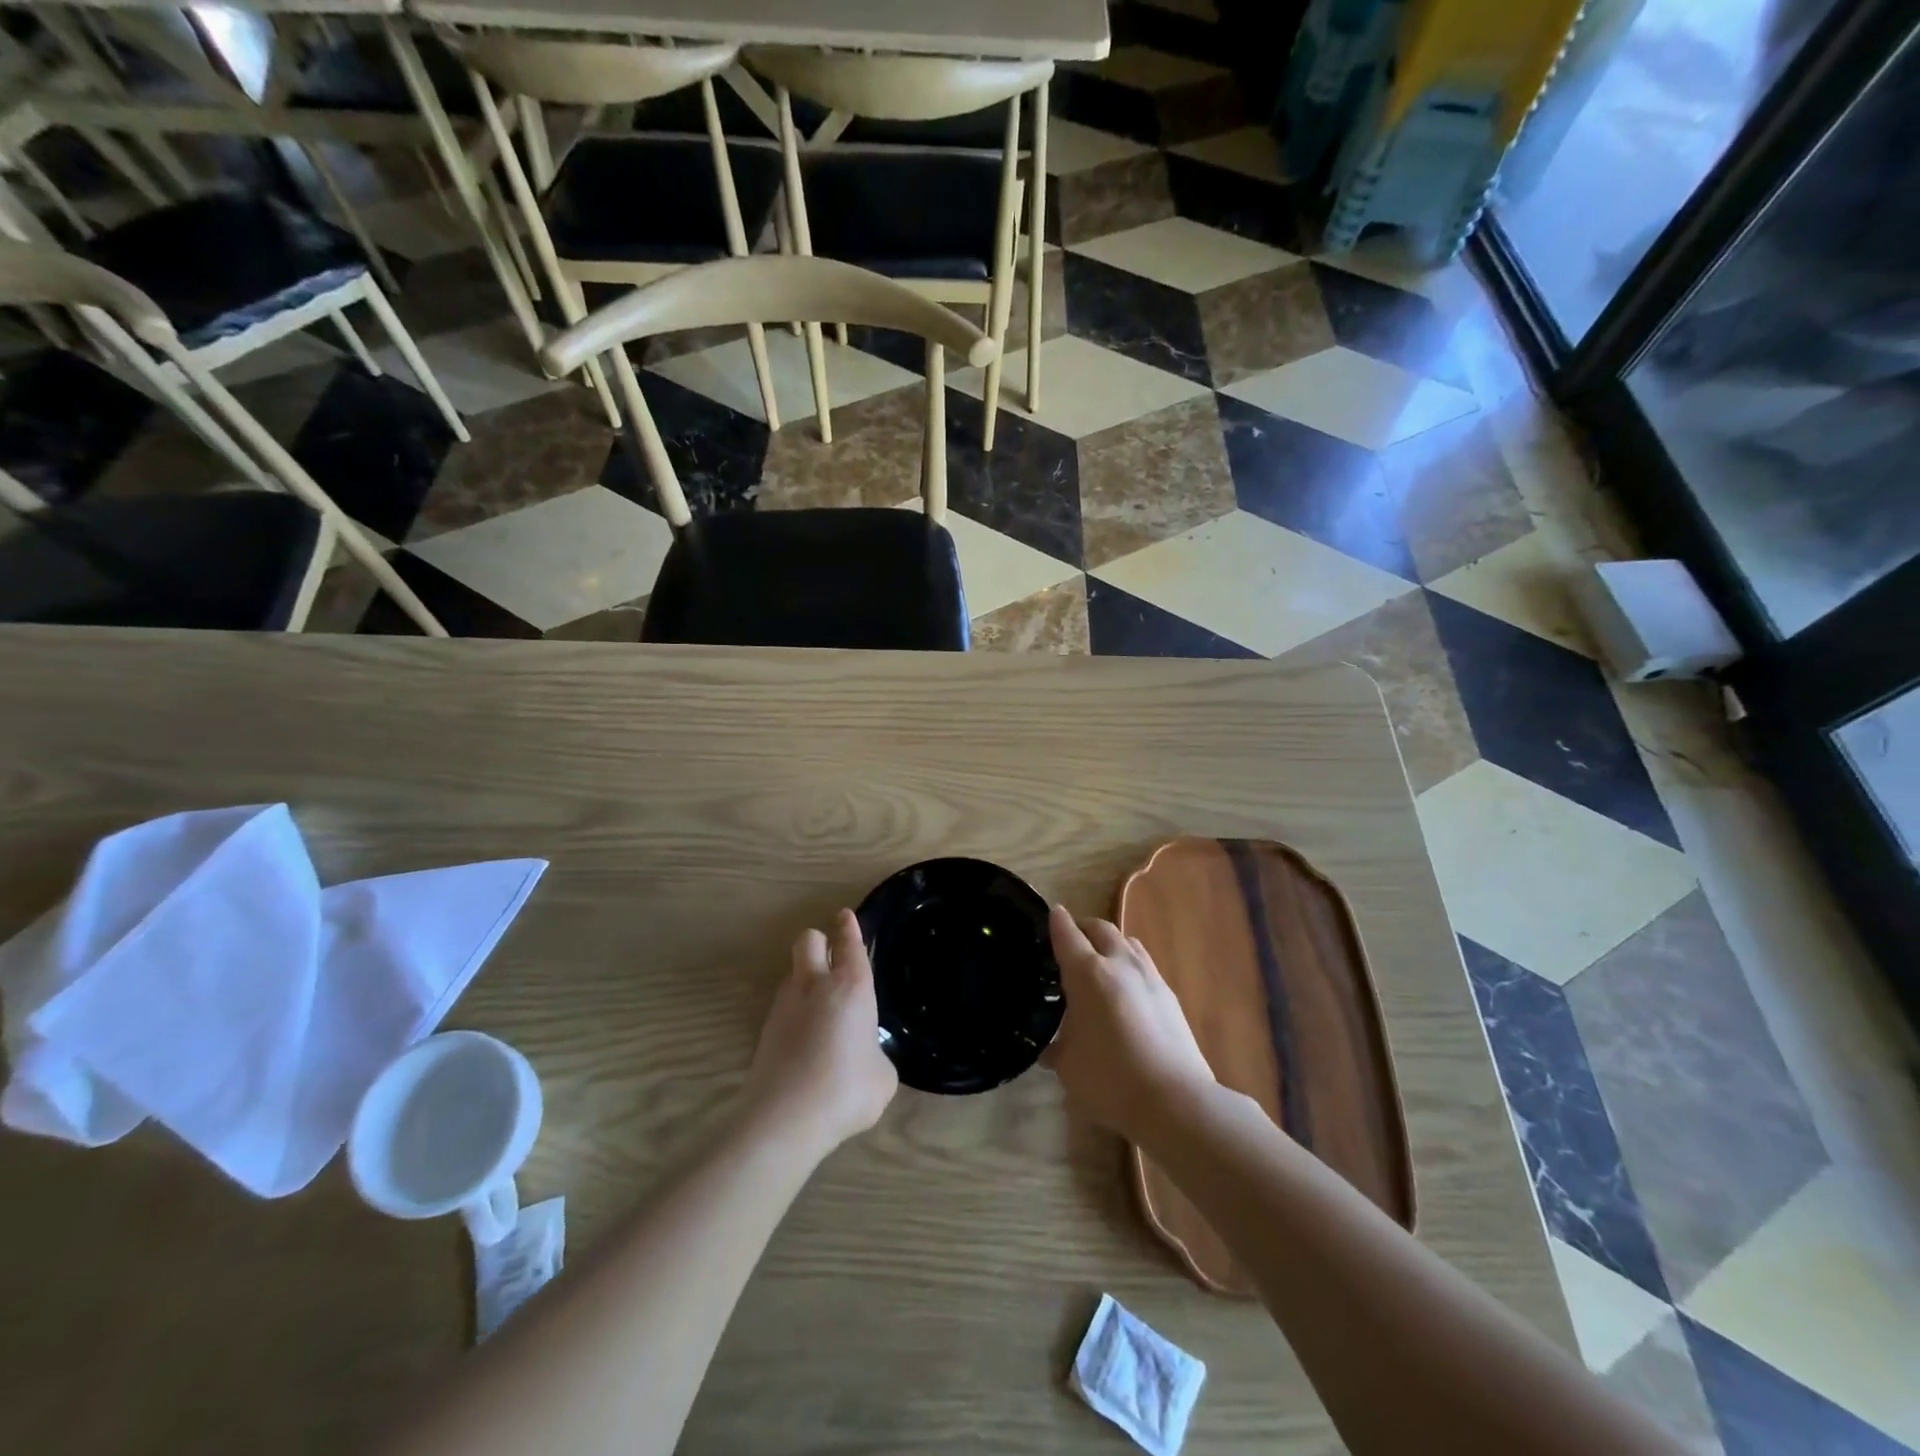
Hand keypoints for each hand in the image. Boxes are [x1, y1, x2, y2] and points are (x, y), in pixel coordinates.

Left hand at [743, 909, 897, 1152]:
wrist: (785, 1119)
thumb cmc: (846, 1089)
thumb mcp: (882, 1076)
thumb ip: (876, 1054)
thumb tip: (865, 1056)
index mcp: (851, 986)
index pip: (849, 942)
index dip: (849, 927)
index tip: (845, 916)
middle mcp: (815, 984)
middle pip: (809, 940)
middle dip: (820, 941)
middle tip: (831, 956)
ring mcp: (784, 1005)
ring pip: (793, 972)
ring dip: (805, 978)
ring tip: (820, 1008)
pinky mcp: (764, 1030)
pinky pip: (783, 1006)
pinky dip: (795, 1012)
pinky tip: (805, 1040)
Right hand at [1044, 907, 1214, 1139]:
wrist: (1175, 1100)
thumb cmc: (1110, 1079)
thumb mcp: (1069, 1067)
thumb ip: (1058, 1050)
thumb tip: (1052, 1050)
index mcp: (1087, 973)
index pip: (1067, 934)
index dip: (1057, 922)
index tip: (1052, 914)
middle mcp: (1119, 964)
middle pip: (1100, 928)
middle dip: (1084, 928)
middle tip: (1072, 940)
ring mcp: (1149, 976)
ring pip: (1127, 942)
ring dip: (1110, 943)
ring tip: (1100, 961)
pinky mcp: (1169, 995)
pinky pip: (1144, 965)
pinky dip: (1129, 966)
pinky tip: (1126, 991)